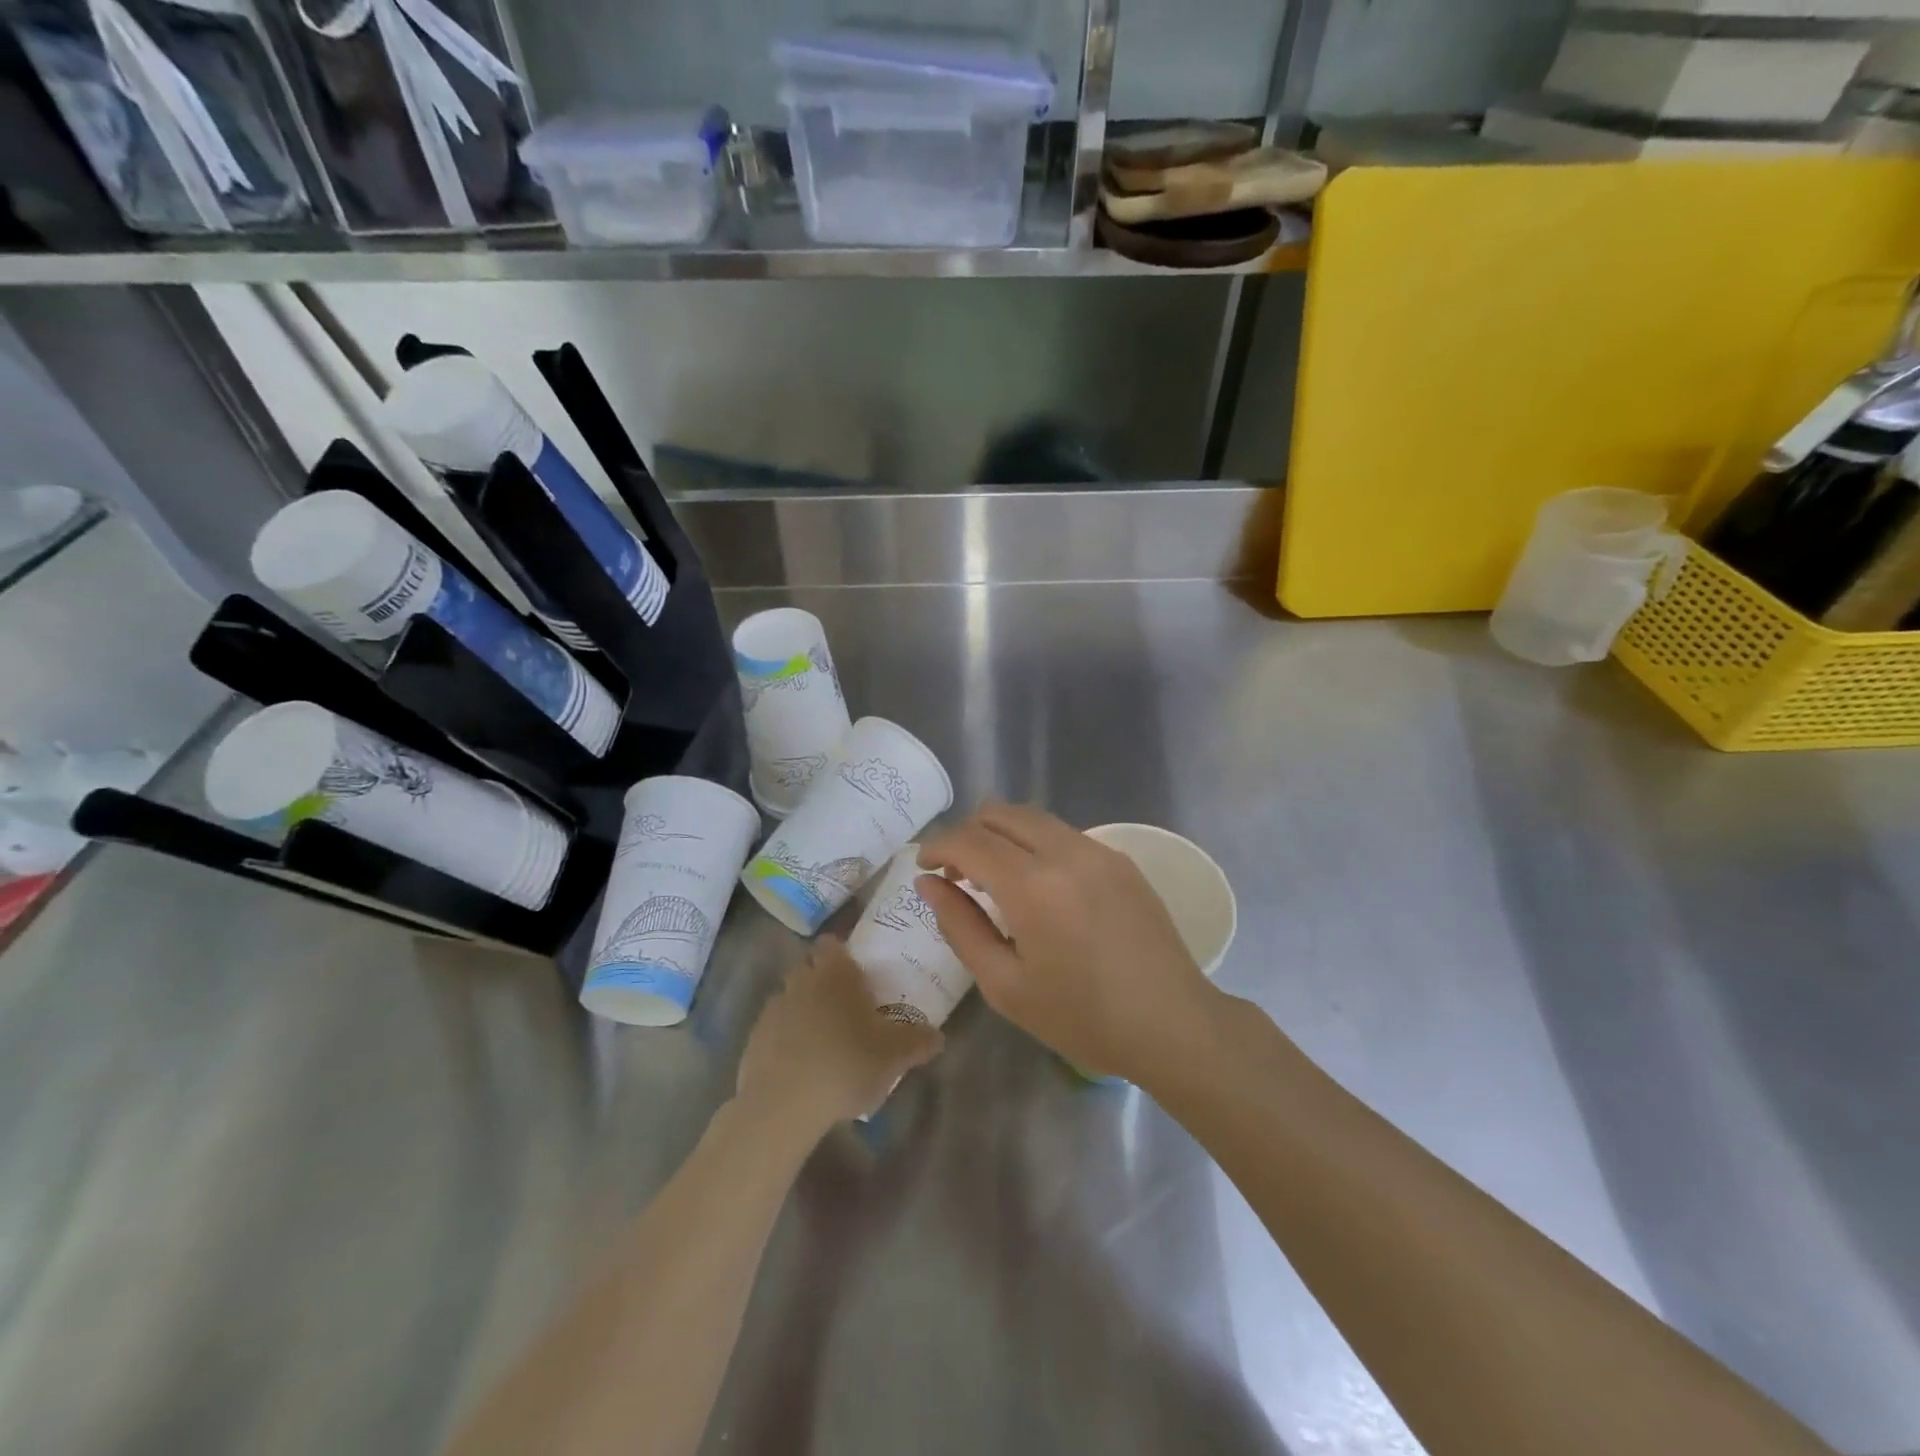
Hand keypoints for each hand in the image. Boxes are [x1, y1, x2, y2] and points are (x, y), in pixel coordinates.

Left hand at [736, 936, 944, 1133]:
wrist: (783, 1105)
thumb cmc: (846, 1064)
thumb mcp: (895, 1055)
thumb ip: (919, 1041)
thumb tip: (939, 1036)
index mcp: (834, 973)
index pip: (832, 943)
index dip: (842, 951)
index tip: (857, 970)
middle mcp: (801, 981)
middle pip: (809, 967)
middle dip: (823, 978)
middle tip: (846, 1003)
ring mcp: (773, 1009)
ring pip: (791, 996)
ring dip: (804, 1008)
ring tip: (824, 1036)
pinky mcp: (753, 1040)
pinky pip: (774, 1028)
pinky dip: (786, 1037)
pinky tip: (801, 1062)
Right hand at [916, 803, 1220, 1082]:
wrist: (1172, 1024)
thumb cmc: (1082, 1018)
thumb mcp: (1005, 985)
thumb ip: (960, 926)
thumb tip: (928, 883)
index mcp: (1033, 886)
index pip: (969, 841)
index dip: (937, 847)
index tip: (923, 867)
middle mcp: (1066, 853)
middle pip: (1000, 813)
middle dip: (967, 833)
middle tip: (955, 874)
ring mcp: (1098, 850)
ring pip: (1033, 817)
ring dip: (1001, 834)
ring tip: (992, 878)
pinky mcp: (1120, 859)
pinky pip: (1063, 833)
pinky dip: (1034, 843)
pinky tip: (1036, 885)